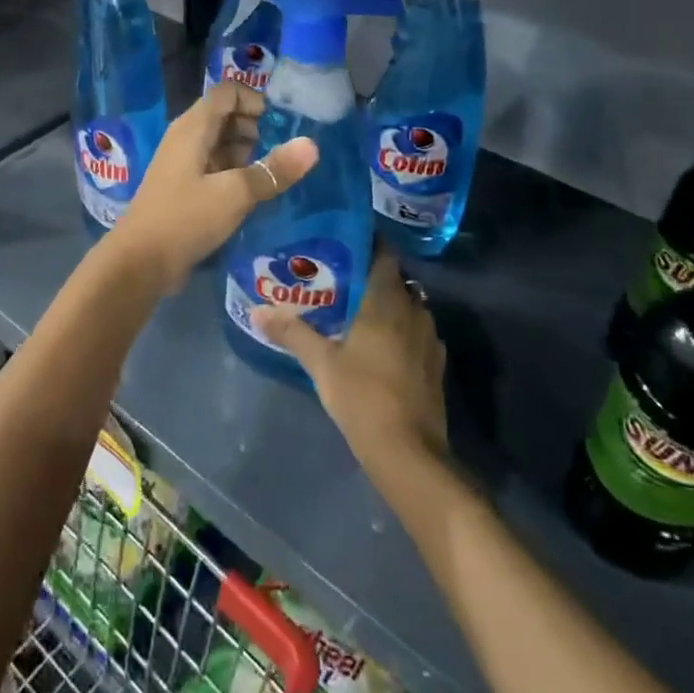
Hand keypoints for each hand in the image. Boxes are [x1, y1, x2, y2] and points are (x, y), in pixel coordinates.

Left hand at [110, 81, 316, 289]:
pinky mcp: (183, 187)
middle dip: (254, 127)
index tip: (279, 123)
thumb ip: (274, 170)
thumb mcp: (236, 193)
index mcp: (194, 127)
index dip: (254, 99)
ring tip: (270, 174)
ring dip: (246, 152)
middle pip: (225, 115)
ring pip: (220, 142)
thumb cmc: (186, 218)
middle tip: (278, 152)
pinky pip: (213, 166)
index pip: (227, 92)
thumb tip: (312, 145)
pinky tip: (252, 192)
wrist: (140, 262)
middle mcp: (186, 137)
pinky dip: (234, 171)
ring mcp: (183, 163)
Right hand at [255, 248, 447, 471]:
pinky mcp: (435, 363)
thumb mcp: (321, 363)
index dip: (366, 242)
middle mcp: (414, 309)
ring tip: (354, 310)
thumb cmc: (362, 395)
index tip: (342, 240)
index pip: (383, 252)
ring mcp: (429, 337)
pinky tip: (378, 345)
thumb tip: (258, 310)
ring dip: (385, 304)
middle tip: (338, 277)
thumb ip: (292, 332)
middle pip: (393, 279)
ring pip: (406, 306)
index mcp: (387, 299)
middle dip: (368, 275)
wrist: (409, 452)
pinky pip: (415, 332)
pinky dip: (398, 330)